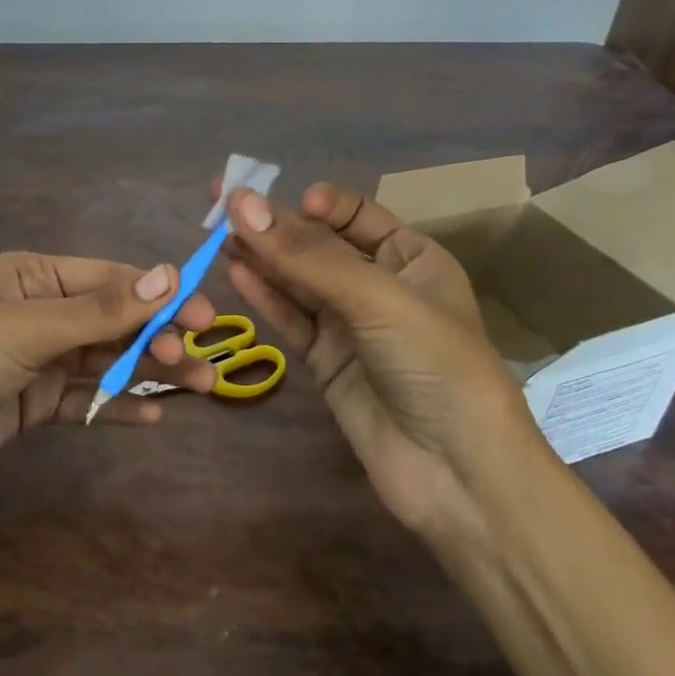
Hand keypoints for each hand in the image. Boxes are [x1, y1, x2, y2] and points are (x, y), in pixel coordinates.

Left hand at [0, 252, 216, 512]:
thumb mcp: (28, 327)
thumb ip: (101, 310)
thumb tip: (171, 275)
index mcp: (34, 275)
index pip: (111, 279)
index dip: (160, 295)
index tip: (204, 316)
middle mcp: (39, 311)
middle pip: (113, 319)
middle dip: (158, 337)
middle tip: (201, 362)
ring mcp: (36, 360)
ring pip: (105, 360)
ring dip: (147, 371)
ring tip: (196, 388)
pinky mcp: (32, 404)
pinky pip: (85, 399)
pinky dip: (115, 405)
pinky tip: (150, 417)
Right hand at [220, 182, 548, 538]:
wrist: (456, 474)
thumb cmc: (434, 364)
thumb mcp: (376, 298)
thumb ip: (306, 255)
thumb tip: (241, 205)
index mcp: (413, 258)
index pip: (357, 215)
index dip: (319, 205)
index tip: (282, 201)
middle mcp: (380, 286)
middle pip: (319, 246)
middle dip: (276, 226)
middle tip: (221, 202)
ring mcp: (351, 326)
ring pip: (298, 282)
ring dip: (262, 258)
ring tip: (218, 234)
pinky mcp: (326, 362)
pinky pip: (291, 319)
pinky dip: (265, 297)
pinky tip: (236, 272)